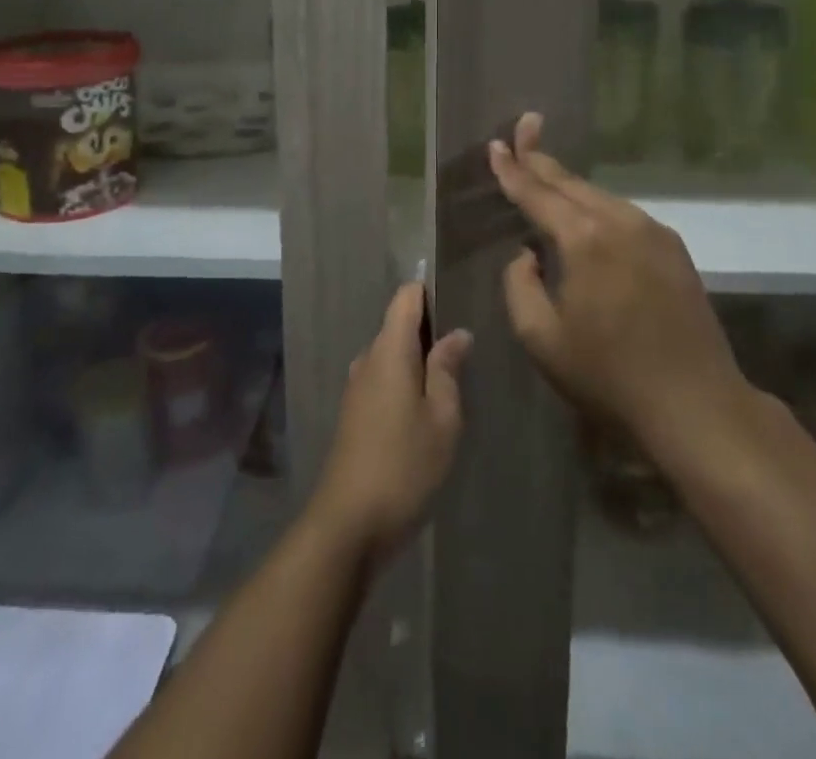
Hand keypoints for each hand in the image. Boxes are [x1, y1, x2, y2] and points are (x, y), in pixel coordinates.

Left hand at [308, 283, 472, 564]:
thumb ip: (448, 370)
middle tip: (467, 350)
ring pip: (392, 356)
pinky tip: (427, 410)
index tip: (457, 298)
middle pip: (398, 325)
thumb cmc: (404, 465)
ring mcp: (357, 387)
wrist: (348, 524)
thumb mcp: (442, 418)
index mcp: (389, 350)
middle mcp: (367, 359)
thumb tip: (457, 333)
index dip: (429, 291)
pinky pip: (383, 380)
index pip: (405, 297)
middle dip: (430, 330)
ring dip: (419, 361)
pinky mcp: (354, 414)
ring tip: (453, 380)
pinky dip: (406, 383)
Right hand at [489, 113, 756, 464]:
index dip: (512, 170)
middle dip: (541, 159)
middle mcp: (620, 222)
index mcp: (584, 239)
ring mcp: (653, 232)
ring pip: (599, 197)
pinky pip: (623, 215)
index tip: (495, 146)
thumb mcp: (541, 338)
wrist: (696, 405)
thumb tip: (527, 254)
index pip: (537, 194)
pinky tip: (587, 214)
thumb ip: (520, 285)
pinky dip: (596, 206)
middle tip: (522, 130)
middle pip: (571, 183)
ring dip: (569, 185)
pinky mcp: (674, 249)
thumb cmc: (608, 375)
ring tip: (545, 171)